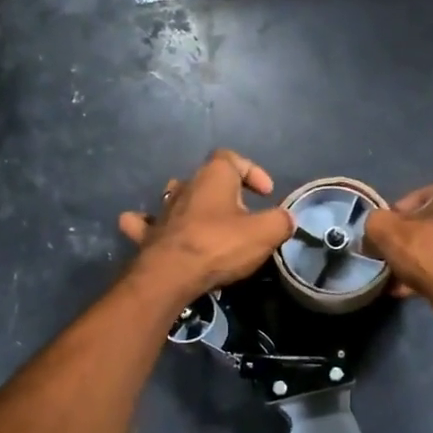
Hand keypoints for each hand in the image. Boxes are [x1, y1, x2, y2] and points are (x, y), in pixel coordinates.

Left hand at [119, 149, 293, 301]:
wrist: (171, 274)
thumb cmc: (220, 245)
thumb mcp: (265, 233)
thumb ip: (280, 221)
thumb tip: (285, 219)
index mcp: (213, 175)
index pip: (233, 158)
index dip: (252, 172)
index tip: (266, 193)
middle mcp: (185, 185)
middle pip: (206, 178)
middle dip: (226, 192)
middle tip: (243, 215)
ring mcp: (163, 209)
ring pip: (177, 195)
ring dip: (192, 204)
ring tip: (208, 222)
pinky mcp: (148, 234)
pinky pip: (147, 223)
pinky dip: (151, 224)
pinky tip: (154, 229)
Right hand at [364, 166, 432, 310]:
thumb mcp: (387, 231)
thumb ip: (375, 222)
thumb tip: (374, 230)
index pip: (421, 196)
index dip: (397, 217)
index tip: (385, 237)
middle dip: (415, 237)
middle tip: (394, 255)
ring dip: (426, 256)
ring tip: (401, 277)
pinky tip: (415, 289)